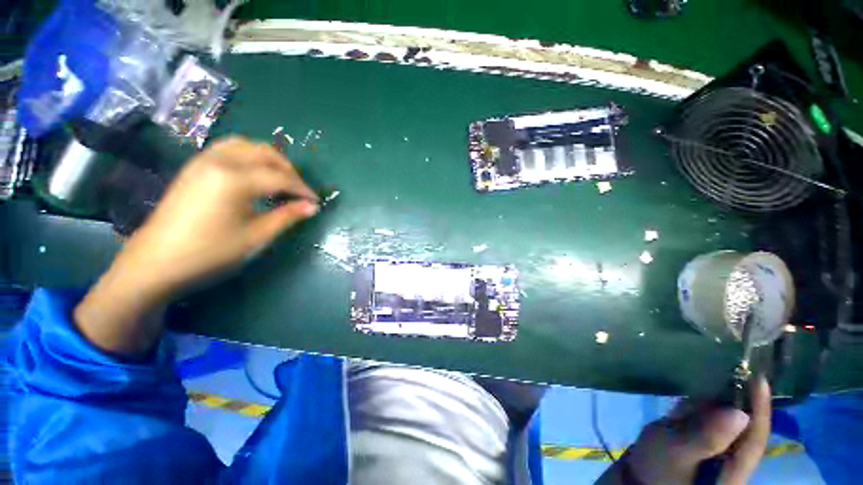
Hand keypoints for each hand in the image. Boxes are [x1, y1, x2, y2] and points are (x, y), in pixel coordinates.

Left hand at [117, 136, 318, 297]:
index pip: (280, 177)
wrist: (155, 263)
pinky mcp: (195, 167)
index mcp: (234, 179)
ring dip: (269, 159)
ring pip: (246, 145)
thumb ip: (287, 217)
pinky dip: (249, 156)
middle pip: (265, 153)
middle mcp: (219, 161)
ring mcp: (203, 161)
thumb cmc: (209, 253)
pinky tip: (254, 175)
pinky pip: (229, 149)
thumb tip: (312, 207)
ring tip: (280, 179)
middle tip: (300, 191)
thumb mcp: (256, 237)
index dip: (302, 189)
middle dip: (289, 170)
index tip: (316, 202)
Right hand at [598, 376, 770, 484]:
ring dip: (731, 397)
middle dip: (746, 398)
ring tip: (727, 370)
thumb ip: (707, 437)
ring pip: (732, 421)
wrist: (637, 477)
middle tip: (741, 368)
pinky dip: (714, 401)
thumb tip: (738, 414)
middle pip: (747, 427)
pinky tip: (708, 386)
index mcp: (735, 470)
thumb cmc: (658, 468)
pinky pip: (715, 420)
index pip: (755, 437)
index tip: (759, 378)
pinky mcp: (704, 443)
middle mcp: (733, 460)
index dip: (760, 408)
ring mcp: (719, 451)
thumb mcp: (678, 453)